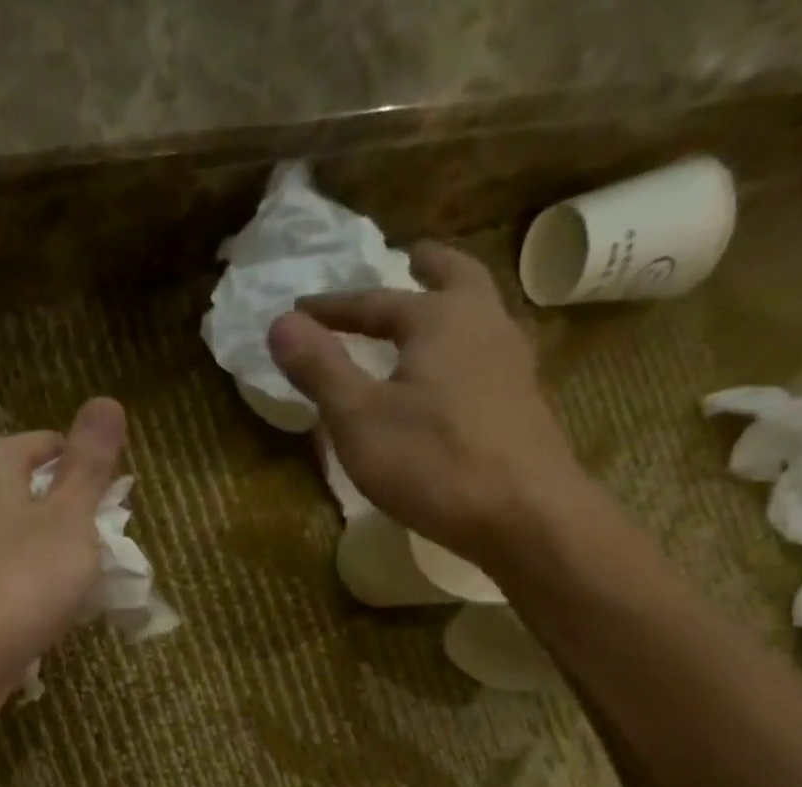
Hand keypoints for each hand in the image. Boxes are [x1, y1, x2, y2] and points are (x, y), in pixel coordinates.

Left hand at [0, 397, 127, 718]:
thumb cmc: (22, 578)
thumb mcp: (71, 516)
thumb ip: (90, 463)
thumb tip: (106, 401)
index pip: (50, 447)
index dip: (86, 479)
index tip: (106, 519)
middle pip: (30, 496)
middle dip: (67, 524)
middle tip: (94, 560)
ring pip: (13, 542)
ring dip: (47, 562)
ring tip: (70, 595)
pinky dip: (20, 592)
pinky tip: (37, 619)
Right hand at [265, 241, 601, 566]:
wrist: (522, 513)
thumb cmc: (431, 460)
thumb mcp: (358, 418)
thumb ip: (320, 369)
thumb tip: (279, 324)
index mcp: (441, 319)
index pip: (376, 301)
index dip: (333, 308)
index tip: (299, 311)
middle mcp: (484, 325)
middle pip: (457, 280)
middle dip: (428, 269)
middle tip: (412, 258)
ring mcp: (511, 364)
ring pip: (479, 315)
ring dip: (450, 305)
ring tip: (427, 318)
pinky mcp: (521, 403)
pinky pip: (485, 355)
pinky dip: (460, 348)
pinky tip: (450, 378)